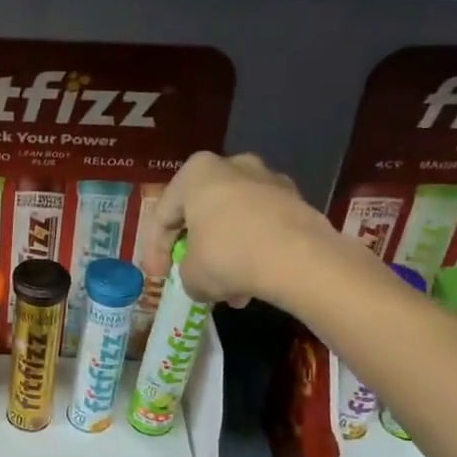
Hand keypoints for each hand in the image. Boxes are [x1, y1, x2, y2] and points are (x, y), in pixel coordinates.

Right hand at [140, 151, 327, 306]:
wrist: (301, 261)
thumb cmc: (229, 257)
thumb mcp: (191, 275)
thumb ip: (186, 273)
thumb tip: (199, 279)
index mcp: (196, 173)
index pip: (163, 215)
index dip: (155, 250)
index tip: (158, 276)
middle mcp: (233, 165)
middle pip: (201, 212)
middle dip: (195, 247)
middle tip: (190, 274)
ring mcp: (270, 181)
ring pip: (234, 221)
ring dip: (226, 254)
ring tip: (227, 290)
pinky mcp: (298, 201)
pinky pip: (262, 227)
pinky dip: (253, 252)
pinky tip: (252, 283)